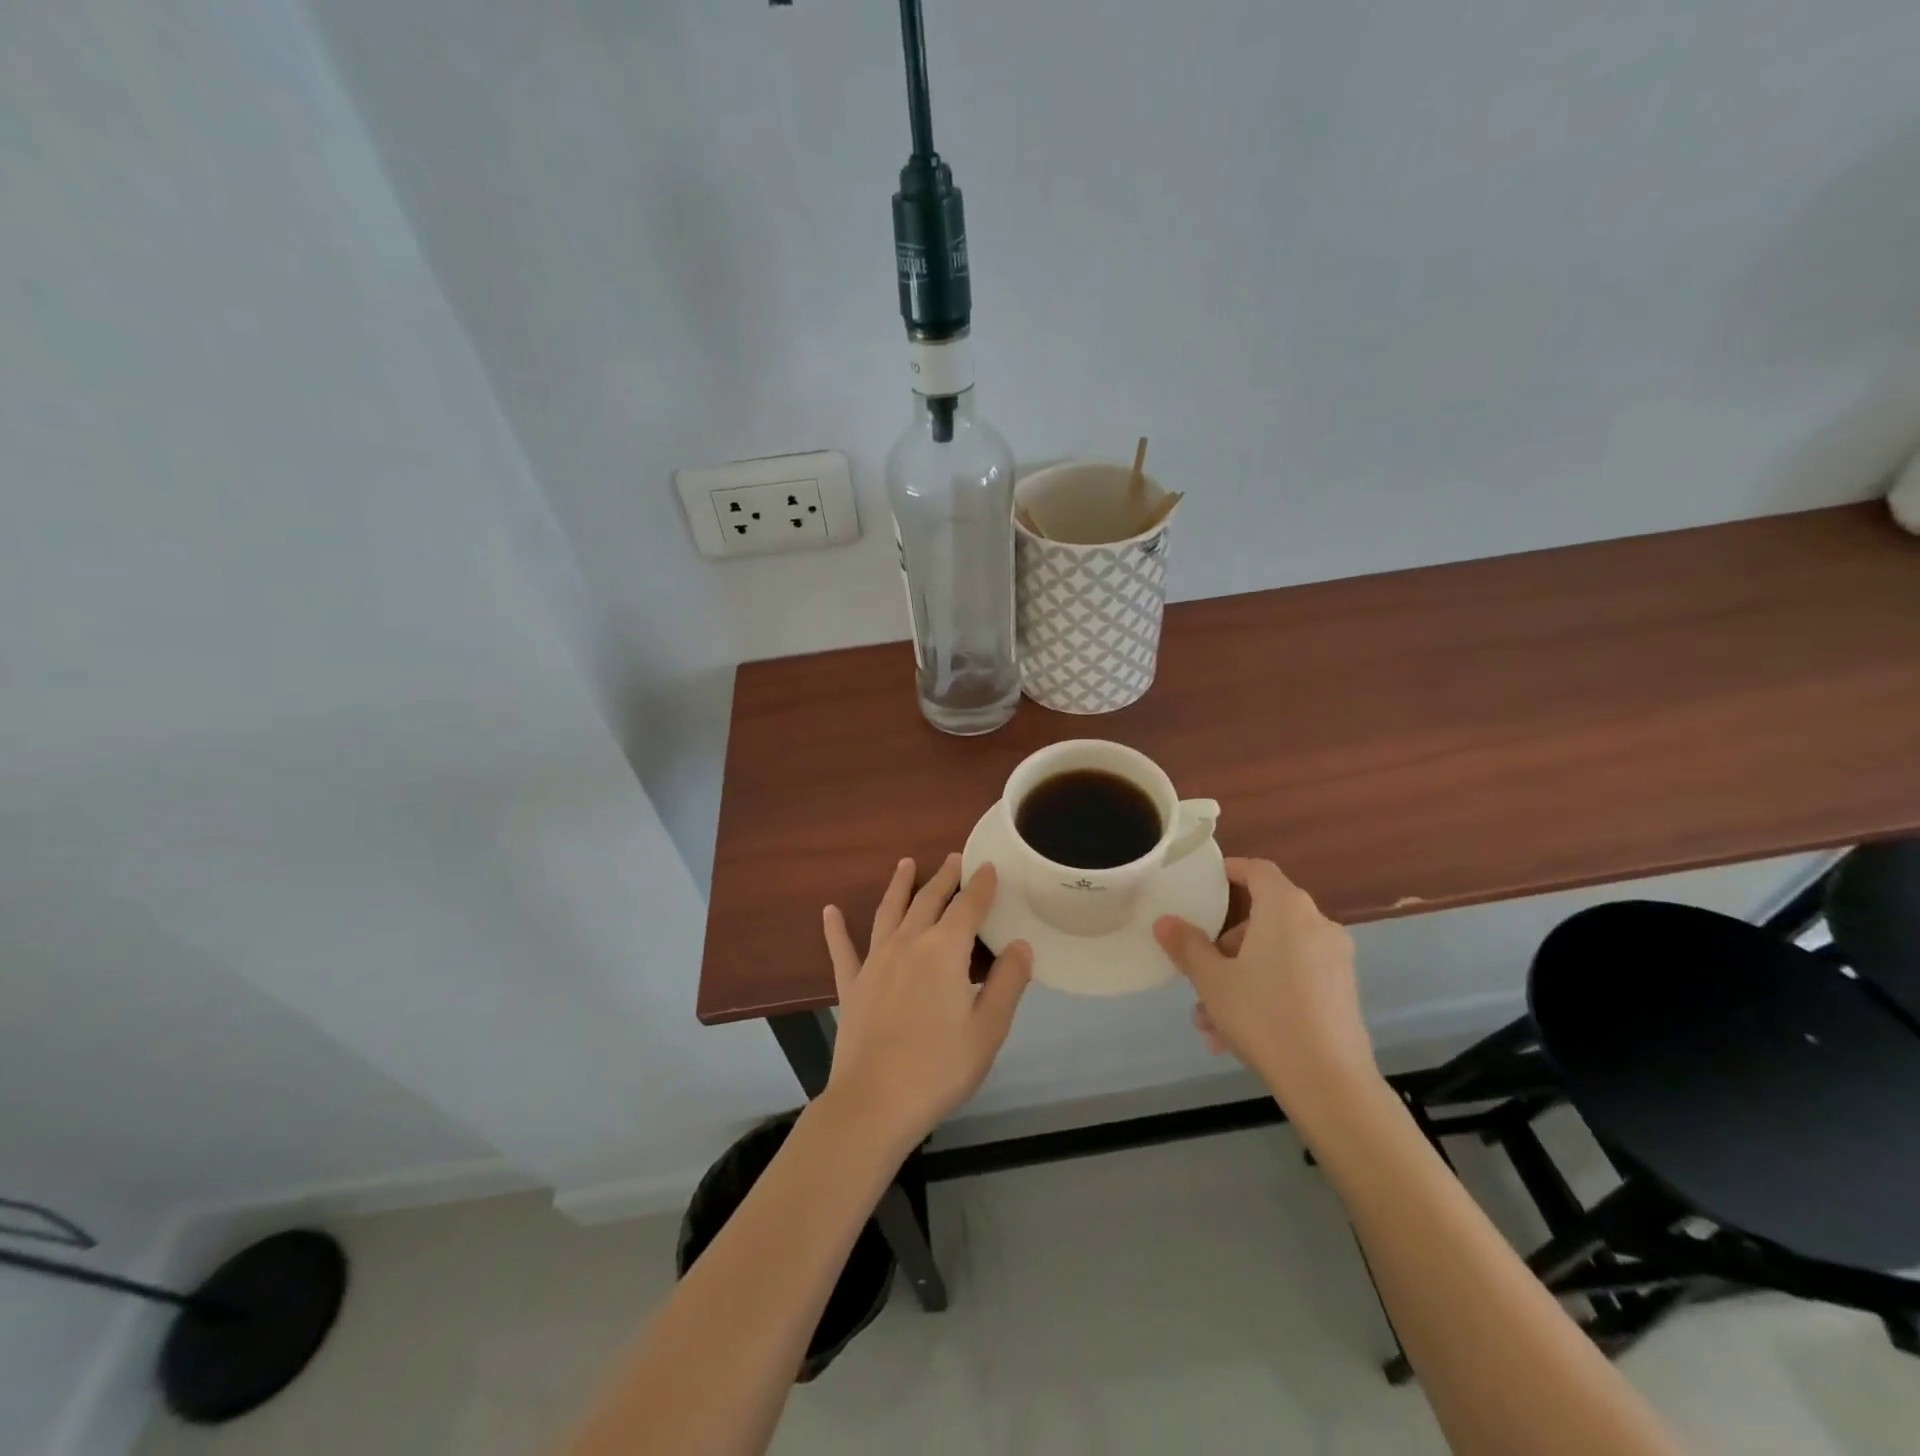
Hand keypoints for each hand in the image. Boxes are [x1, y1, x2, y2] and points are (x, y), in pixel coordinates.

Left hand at [821, 855, 1031, 1152]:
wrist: (874, 1103)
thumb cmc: (940, 1067)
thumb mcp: (988, 1029)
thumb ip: (1007, 982)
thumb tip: (1020, 945)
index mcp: (944, 951)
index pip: (968, 907)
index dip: (981, 885)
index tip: (989, 866)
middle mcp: (908, 944)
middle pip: (929, 901)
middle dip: (945, 878)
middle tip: (955, 859)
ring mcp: (875, 962)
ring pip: (889, 912)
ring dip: (899, 886)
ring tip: (906, 863)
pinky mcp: (851, 985)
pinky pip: (842, 949)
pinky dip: (835, 929)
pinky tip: (829, 911)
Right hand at [1154, 858, 1376, 1119]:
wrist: (1330, 1082)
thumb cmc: (1264, 1016)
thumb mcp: (1212, 980)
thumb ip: (1187, 946)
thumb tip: (1165, 921)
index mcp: (1286, 909)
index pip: (1258, 870)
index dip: (1232, 870)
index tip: (1208, 882)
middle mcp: (1316, 924)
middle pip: (1264, 917)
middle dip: (1226, 944)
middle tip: (1201, 971)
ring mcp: (1334, 959)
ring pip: (1276, 954)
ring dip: (1240, 976)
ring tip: (1210, 1020)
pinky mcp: (1342, 991)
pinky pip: (1294, 977)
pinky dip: (1266, 991)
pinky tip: (1237, 1035)